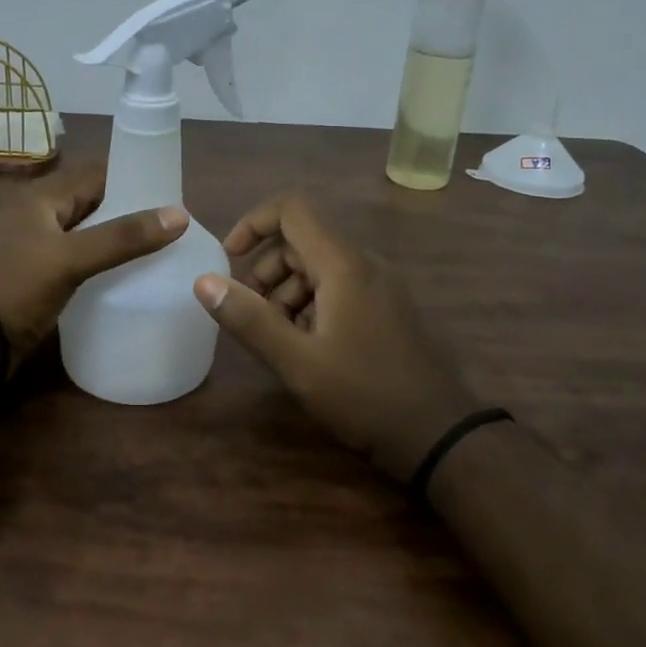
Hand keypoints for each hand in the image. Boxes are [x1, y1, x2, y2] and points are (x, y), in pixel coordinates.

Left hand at [0, 160, 187, 368]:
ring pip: (85, 230)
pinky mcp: (37, 273)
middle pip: (91, 201)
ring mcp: (35, 244)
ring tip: (156, 248)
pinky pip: (77, 255)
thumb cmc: (18, 288)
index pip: (95, 173)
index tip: (169, 193)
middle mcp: (38, 213)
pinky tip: (124, 273)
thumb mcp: (71, 258)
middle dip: (127, 209)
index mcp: (40, 197)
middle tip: (169, 224)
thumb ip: (123, 237)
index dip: (131, 177)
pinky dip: (100, 259)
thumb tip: (180, 214)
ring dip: (114, 236)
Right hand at [193, 193, 476, 482]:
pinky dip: (312, 303)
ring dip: (287, 289)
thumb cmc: (365, 396)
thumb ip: (250, 319)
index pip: (293, 209)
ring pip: (320, 265)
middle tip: (252, 313)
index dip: (254, 222)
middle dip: (267, 268)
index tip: (229, 258)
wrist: (442, 436)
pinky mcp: (388, 308)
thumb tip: (203, 281)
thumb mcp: (297, 363)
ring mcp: (381, 286)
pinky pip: (340, 286)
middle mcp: (365, 264)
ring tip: (277, 335)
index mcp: (344, 265)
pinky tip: (307, 345)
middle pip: (303, 240)